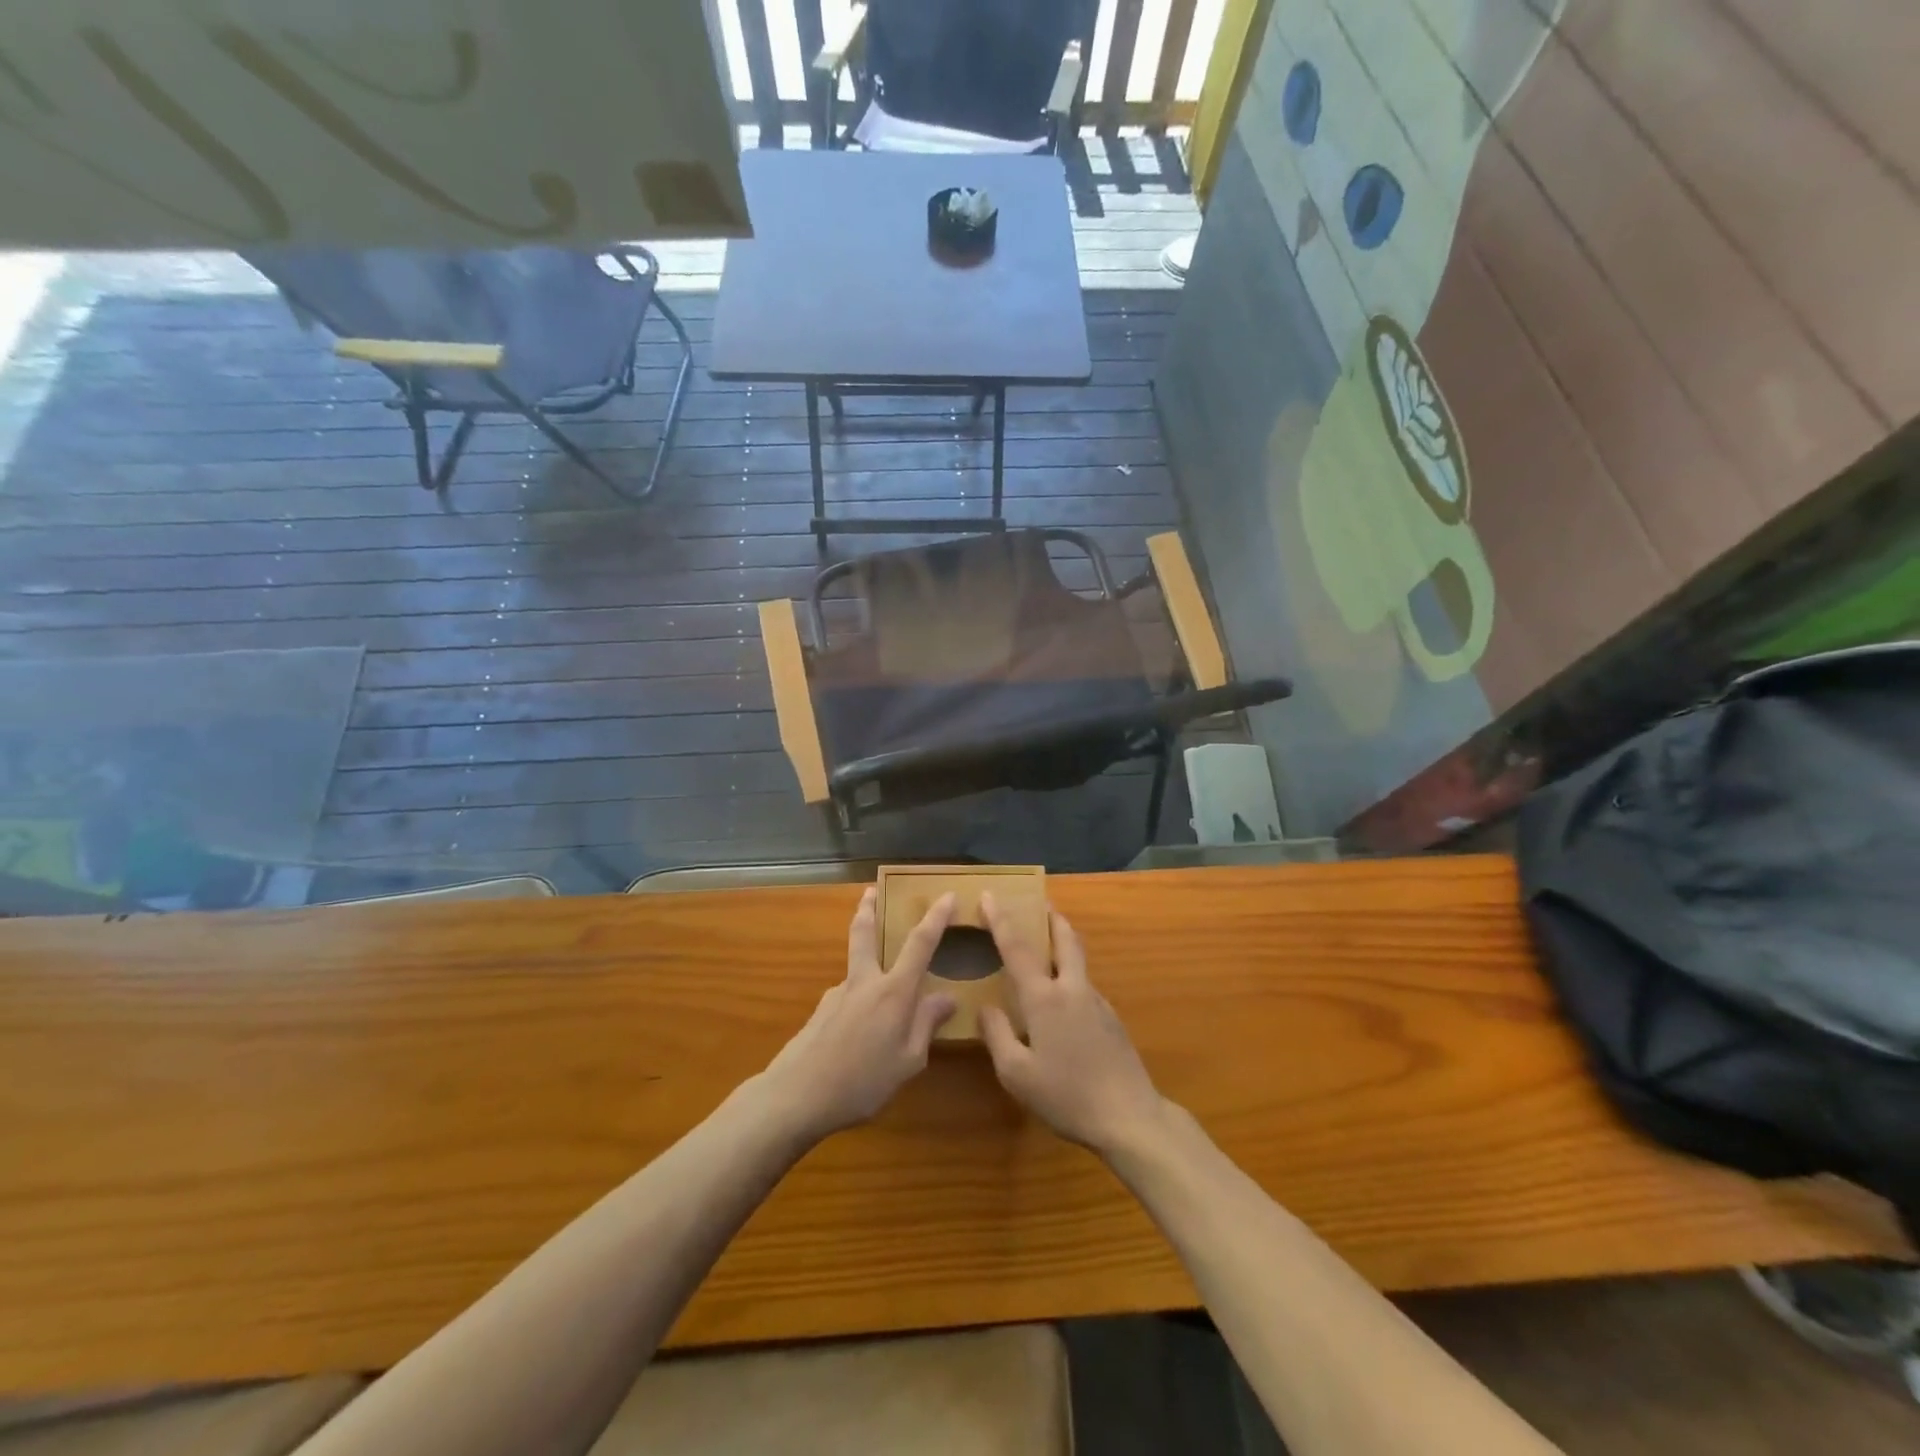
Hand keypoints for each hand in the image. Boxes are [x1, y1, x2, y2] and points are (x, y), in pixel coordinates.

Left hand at [758, 887, 957, 1142]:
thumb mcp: (908, 1061)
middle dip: (869, 908)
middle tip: (870, 891)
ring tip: (882, 1012)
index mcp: (893, 992)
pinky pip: (848, 1000)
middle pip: (865, 933)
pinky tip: (858, 1040)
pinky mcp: (820, 1012)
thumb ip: (926, 1025)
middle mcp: (864, 982)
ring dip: (868, 968)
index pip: (920, 944)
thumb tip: (947, 997)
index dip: (936, 917)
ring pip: (857, 970)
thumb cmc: (861, 1082)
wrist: (796, 1096)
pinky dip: (858, 1007)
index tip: (947, 895)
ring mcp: (837, 994)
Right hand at [978, 895, 1166, 1156]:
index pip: (1017, 948)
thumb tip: (986, 1007)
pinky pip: (1085, 986)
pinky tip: (1062, 1002)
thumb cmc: (1066, 1095)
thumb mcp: (1017, 1074)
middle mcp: (1072, 989)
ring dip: (1063, 944)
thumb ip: (997, 1035)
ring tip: (1046, 947)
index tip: (990, 895)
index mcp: (1044, 998)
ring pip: (1078, 961)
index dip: (1001, 919)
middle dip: (1051, 917)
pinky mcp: (1112, 1019)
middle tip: (1040, 903)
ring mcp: (1097, 1002)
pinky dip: (1070, 977)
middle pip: (1065, 939)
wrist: (1129, 1117)